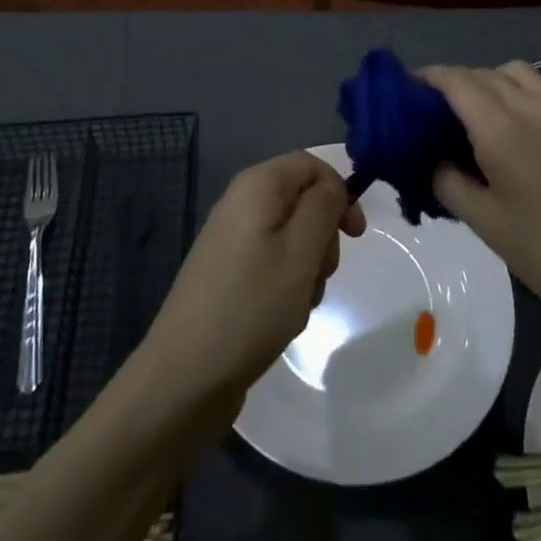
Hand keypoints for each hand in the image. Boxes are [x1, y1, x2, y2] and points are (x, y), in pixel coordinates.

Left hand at [140, 151, 364, 418]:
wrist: (185, 375)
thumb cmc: (252, 305)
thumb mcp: (301, 251)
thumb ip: (324, 206)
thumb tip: (332, 185)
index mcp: (257, 186)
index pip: (311, 165)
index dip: (339, 192)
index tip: (355, 235)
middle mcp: (241, 202)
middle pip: (303, 201)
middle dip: (323, 237)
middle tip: (319, 274)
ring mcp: (232, 239)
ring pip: (292, 238)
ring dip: (308, 268)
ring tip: (297, 304)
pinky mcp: (229, 273)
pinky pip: (273, 263)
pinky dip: (288, 285)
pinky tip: (282, 317)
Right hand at [421, 62, 540, 331]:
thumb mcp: (484, 223)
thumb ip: (447, 182)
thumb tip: (431, 159)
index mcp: (502, 131)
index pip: (457, 81)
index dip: (429, 78)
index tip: (408, 91)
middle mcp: (532, 107)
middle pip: (484, 73)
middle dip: (455, 83)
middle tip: (436, 112)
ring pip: (516, 72)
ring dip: (490, 81)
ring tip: (479, 113)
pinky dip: (525, 87)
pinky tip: (521, 117)